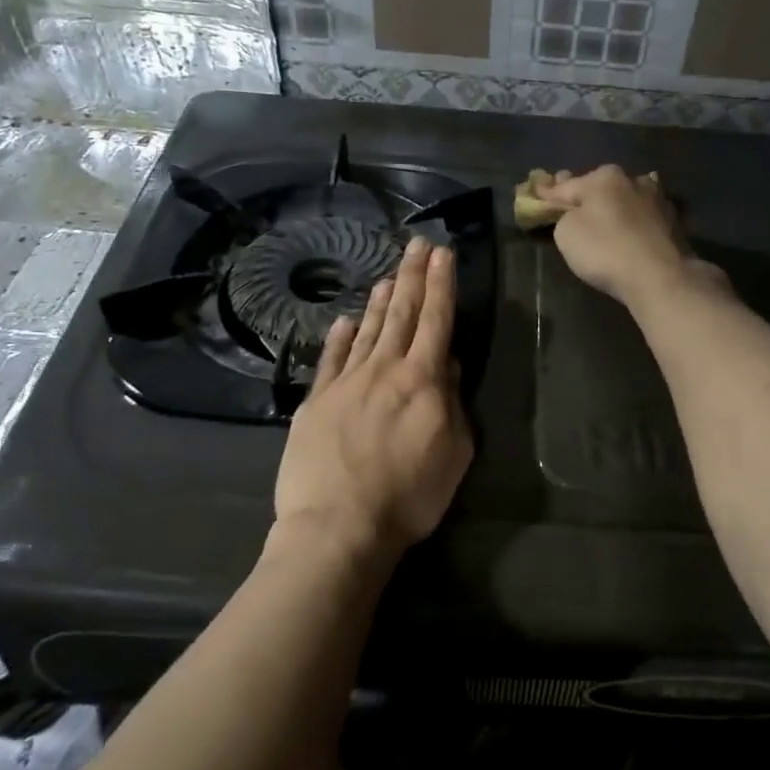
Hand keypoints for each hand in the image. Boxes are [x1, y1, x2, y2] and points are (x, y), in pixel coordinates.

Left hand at [271, 237, 472, 562]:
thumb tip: (446, 365)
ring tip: (389, 274)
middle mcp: (383, 369)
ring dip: (380, 300)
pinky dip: (339, 337)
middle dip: (412, 276)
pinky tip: (345, 320)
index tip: (443, 253)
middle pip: (400, 314)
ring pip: (367, 331)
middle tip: (418, 244)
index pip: (436, 320)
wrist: (338, 525)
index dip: (441, 284)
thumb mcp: (454, 453)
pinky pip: (330, 359)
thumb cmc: (409, 496)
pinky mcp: (315, 402)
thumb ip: (452, 403)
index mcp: (422, 379)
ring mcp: (345, 383)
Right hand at [534, 166, 722, 307]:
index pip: (567, 185)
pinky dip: (632, 223)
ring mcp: (658, 200)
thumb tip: (576, 213)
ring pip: (625, 200)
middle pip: (600, 188)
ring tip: (603, 220)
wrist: (660, 277)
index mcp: (604, 177)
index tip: (538, 194)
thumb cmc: (605, 250)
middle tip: (571, 205)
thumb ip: (565, 216)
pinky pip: (642, 219)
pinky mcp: (674, 223)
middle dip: (586, 196)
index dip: (549, 193)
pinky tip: (629, 232)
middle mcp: (633, 180)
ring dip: (614, 207)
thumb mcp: (566, 233)